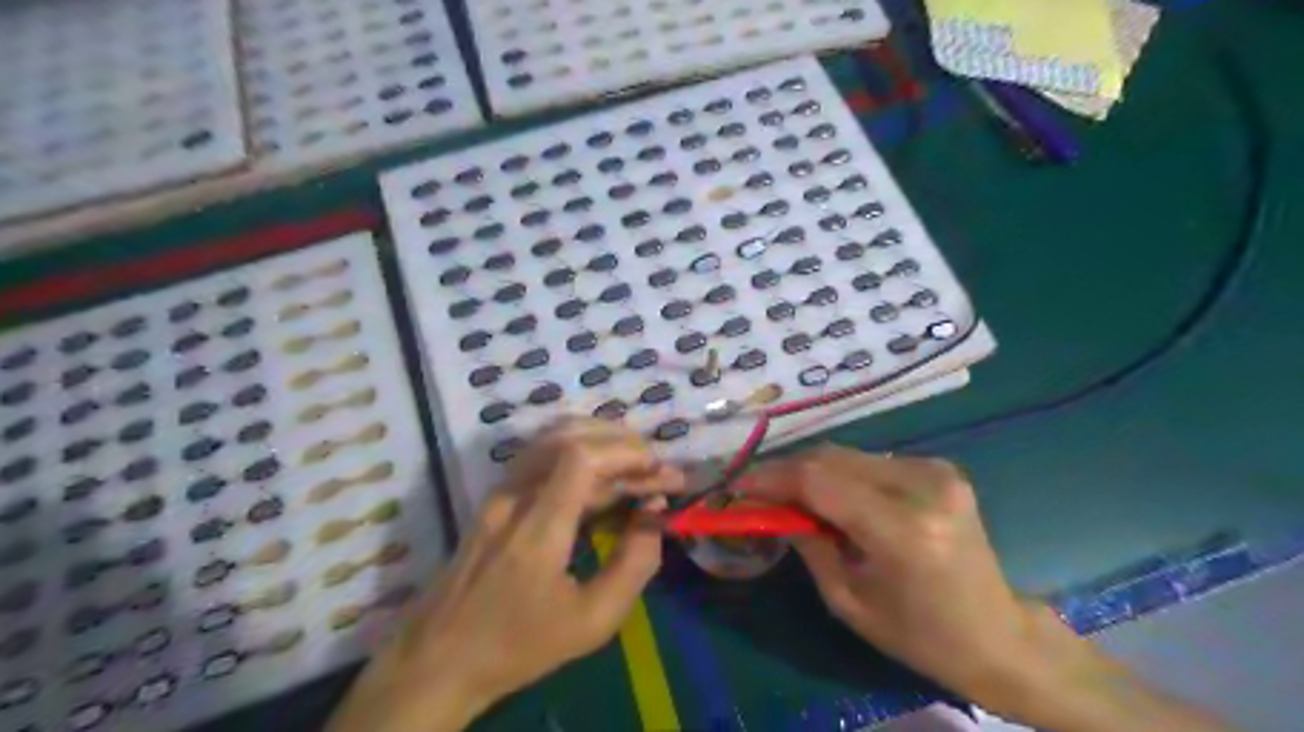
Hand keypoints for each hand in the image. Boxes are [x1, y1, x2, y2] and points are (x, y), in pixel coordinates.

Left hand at [330, 421, 682, 731]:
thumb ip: (634, 566)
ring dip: (599, 442)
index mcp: (536, 528)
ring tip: (636, 463)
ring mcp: (498, 493)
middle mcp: (513, 497)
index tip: (659, 470)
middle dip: (620, 442)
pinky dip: (578, 455)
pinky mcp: (495, 499)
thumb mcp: (591, 622)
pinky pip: (541, 459)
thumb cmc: (518, 645)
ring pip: (551, 440)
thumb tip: (655, 516)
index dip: (625, 452)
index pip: (579, 457)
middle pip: (567, 436)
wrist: (438, 659)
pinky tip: (602, 478)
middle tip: (656, 465)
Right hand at [744, 446, 1041, 707]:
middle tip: (756, 488)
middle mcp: (923, 487)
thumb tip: (771, 507)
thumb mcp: (848, 600)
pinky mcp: (939, 468)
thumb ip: (807, 543)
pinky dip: (841, 474)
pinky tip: (830, 495)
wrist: (997, 634)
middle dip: (787, 470)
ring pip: (849, 455)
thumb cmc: (918, 635)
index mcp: (903, 530)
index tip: (738, 485)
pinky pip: (871, 462)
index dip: (772, 478)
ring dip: (812, 470)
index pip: (820, 482)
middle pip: (832, 458)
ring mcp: (936, 471)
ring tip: (787, 493)